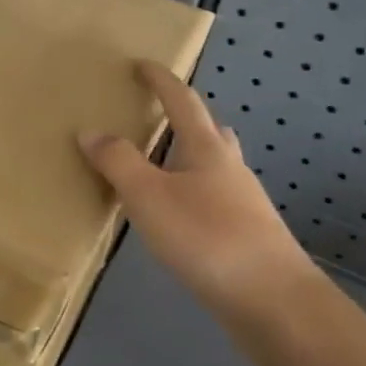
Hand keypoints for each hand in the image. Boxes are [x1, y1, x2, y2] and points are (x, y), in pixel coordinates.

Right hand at [79, 62, 321, 317]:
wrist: (274, 301)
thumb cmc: (207, 237)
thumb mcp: (148, 196)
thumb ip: (117, 162)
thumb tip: (91, 131)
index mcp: (206, 149)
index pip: (182, 101)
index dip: (161, 80)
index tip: (141, 64)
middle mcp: (229, 168)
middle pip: (208, 130)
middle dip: (183, 118)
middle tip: (155, 117)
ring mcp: (243, 203)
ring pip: (214, 166)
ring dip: (189, 157)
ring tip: (161, 166)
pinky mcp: (247, 235)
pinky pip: (214, 198)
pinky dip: (192, 192)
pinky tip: (178, 216)